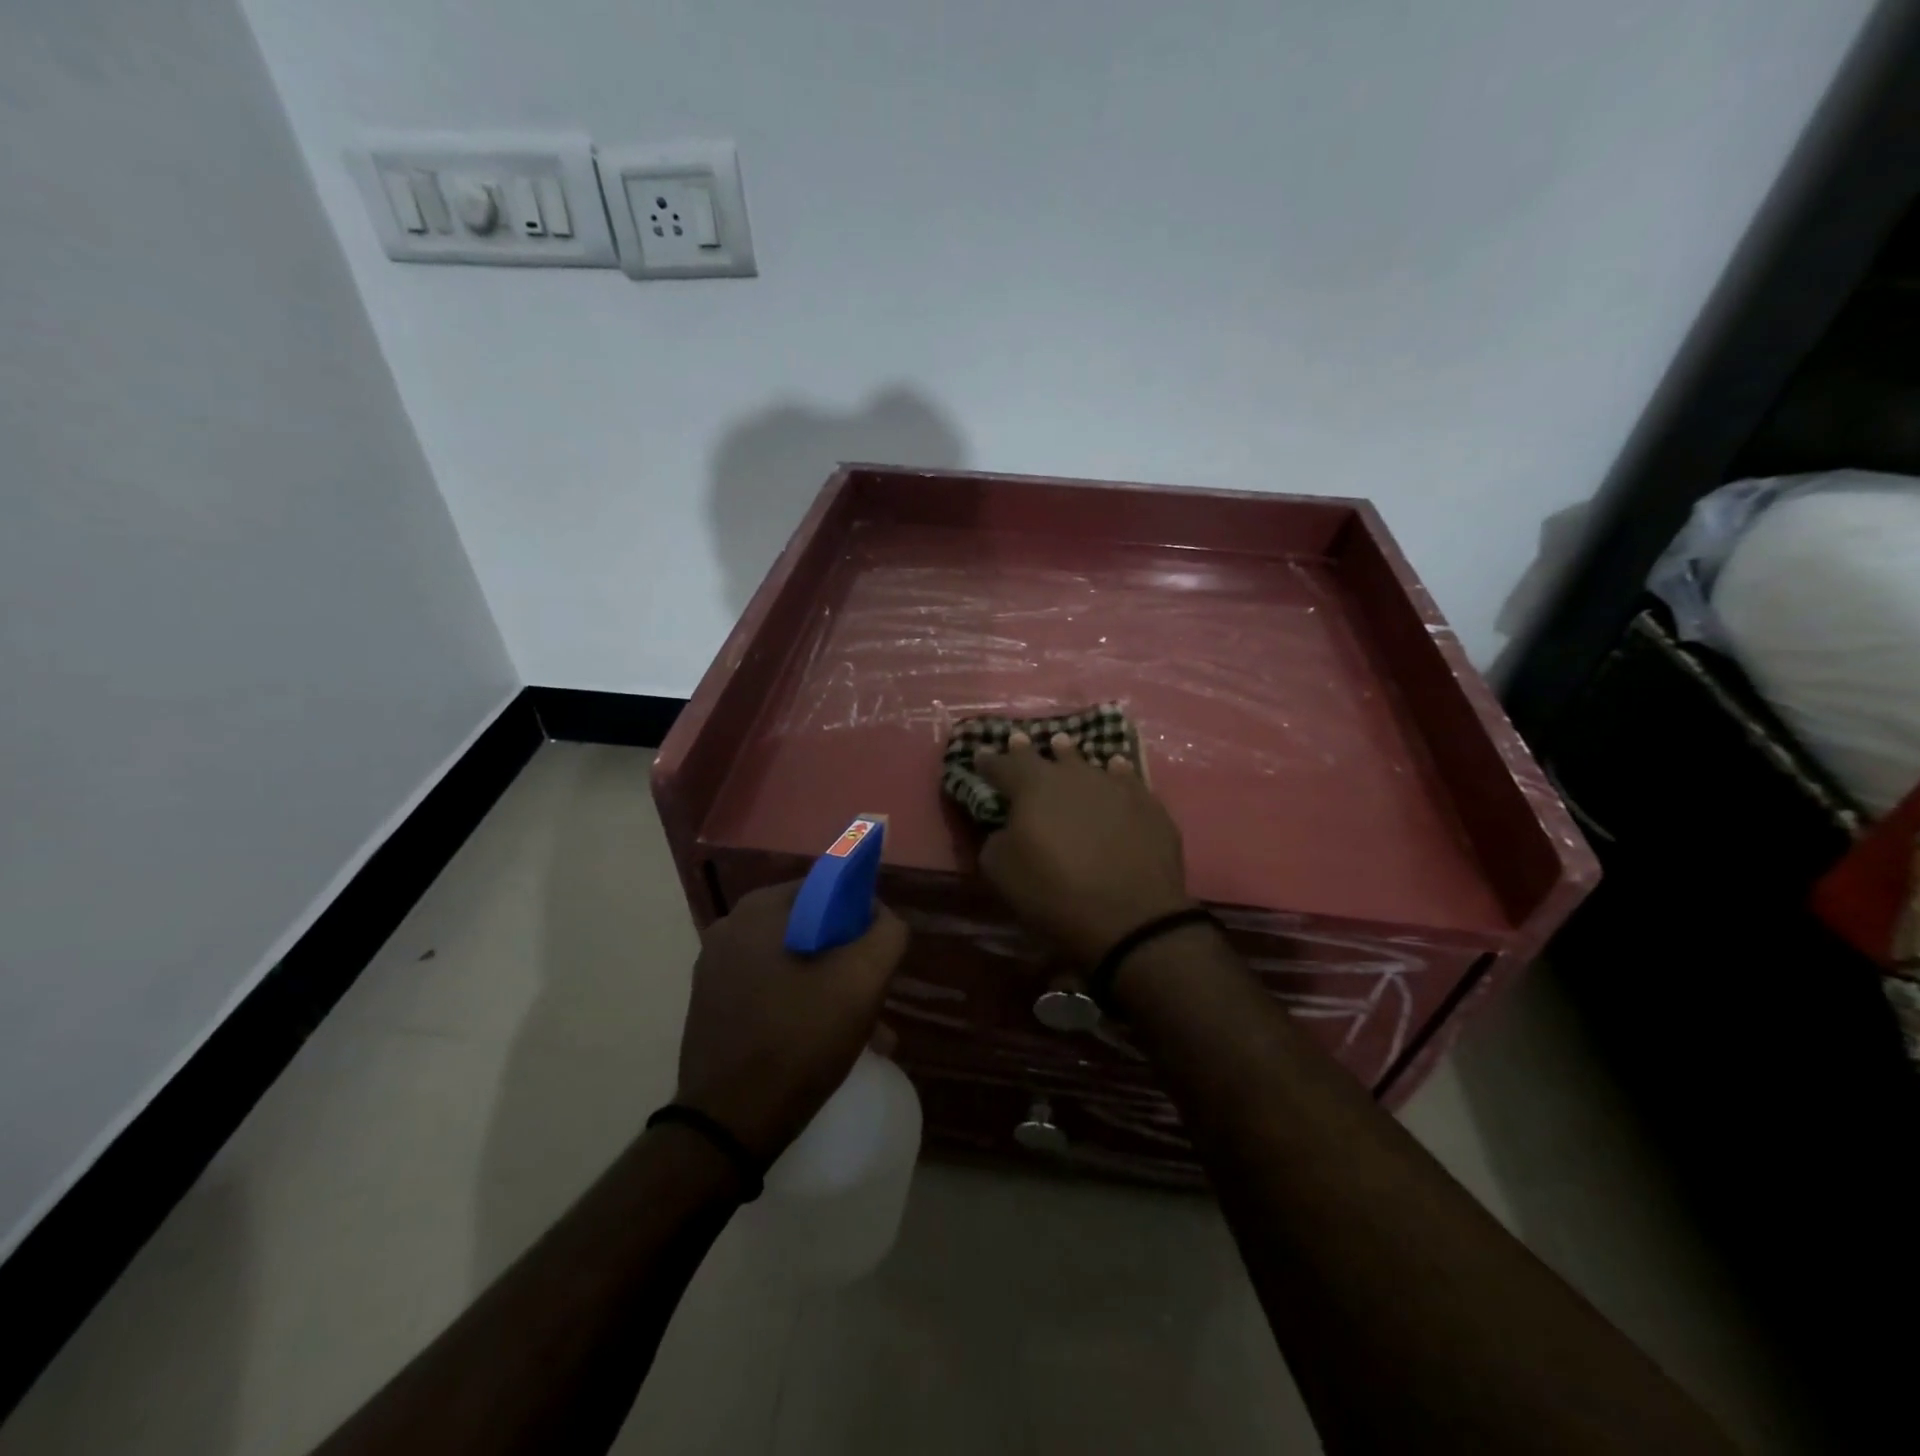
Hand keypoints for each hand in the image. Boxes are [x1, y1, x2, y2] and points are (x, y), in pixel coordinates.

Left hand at [676, 883, 908, 1162]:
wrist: (728, 1125)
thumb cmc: (798, 1041)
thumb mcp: (862, 980)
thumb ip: (885, 934)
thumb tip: (881, 917)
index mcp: (759, 909)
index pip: (828, 889)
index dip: (862, 918)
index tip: (878, 958)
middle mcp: (730, 928)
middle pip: (811, 929)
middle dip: (848, 962)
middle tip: (874, 1002)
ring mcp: (715, 969)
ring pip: (793, 964)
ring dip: (829, 990)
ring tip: (862, 1034)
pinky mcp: (711, 1006)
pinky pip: (769, 990)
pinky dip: (799, 1006)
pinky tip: (823, 1043)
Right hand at [974, 732, 1191, 965]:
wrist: (1131, 917)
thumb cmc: (1055, 893)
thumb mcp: (1001, 872)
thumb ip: (994, 840)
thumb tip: (1003, 828)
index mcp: (1032, 786)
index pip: (1002, 765)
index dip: (989, 762)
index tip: (980, 756)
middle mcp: (1073, 775)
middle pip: (1045, 755)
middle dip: (1027, 750)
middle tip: (1019, 740)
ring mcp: (1114, 786)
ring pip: (1086, 763)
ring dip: (1070, 757)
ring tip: (1063, 747)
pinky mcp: (1147, 804)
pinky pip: (1126, 779)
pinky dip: (1116, 773)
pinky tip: (1115, 768)